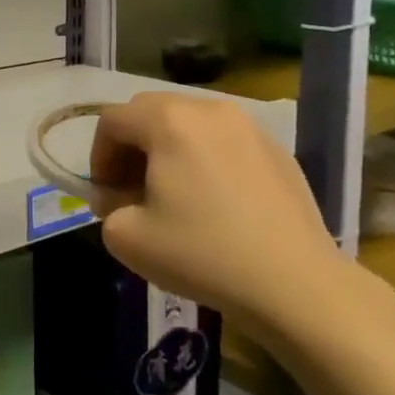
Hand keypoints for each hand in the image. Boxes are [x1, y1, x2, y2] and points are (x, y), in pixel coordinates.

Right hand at [88, 92, 347, 336]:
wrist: (296, 285)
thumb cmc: (202, 254)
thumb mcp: (126, 237)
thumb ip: (106, 206)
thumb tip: (117, 196)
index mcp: (168, 121)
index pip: (112, 120)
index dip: (98, 156)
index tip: (106, 194)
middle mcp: (208, 109)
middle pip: (150, 111)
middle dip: (131, 146)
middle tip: (132, 189)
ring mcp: (248, 126)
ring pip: (189, 122)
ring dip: (168, 148)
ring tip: (174, 193)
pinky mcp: (277, 150)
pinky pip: (224, 140)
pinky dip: (205, 158)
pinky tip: (215, 201)